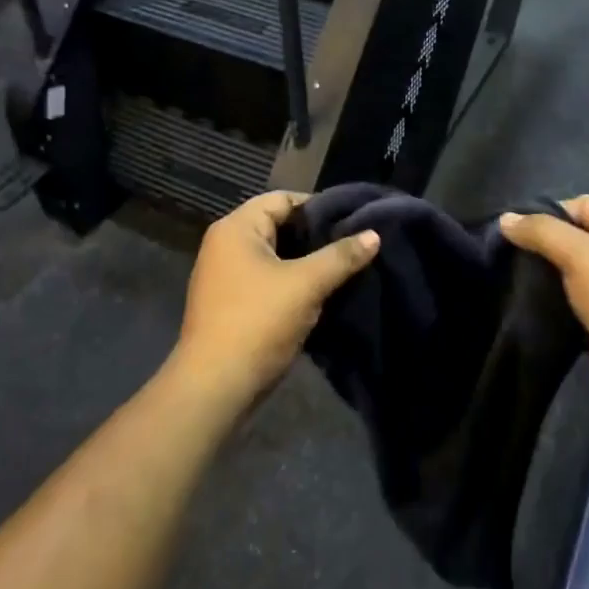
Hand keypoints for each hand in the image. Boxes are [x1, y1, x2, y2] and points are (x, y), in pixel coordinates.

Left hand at [174, 191, 378, 409]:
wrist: (214, 389)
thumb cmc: (257, 323)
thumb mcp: (306, 285)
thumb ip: (341, 256)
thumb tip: (374, 234)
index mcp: (236, 228)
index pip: (283, 199)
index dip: (318, 207)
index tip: (352, 221)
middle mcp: (225, 245)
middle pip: (279, 226)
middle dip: (315, 236)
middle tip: (352, 245)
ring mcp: (224, 276)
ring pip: (275, 256)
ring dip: (306, 262)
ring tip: (343, 269)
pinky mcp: (230, 304)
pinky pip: (267, 280)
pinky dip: (291, 283)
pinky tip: (320, 294)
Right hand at [500, 196, 588, 422]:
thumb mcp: (580, 254)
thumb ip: (541, 232)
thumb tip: (505, 218)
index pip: (582, 205)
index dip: (548, 212)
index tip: (513, 230)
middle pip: (576, 241)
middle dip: (542, 248)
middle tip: (505, 257)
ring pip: (572, 278)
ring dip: (545, 282)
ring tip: (509, 283)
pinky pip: (574, 311)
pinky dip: (554, 311)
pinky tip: (526, 312)